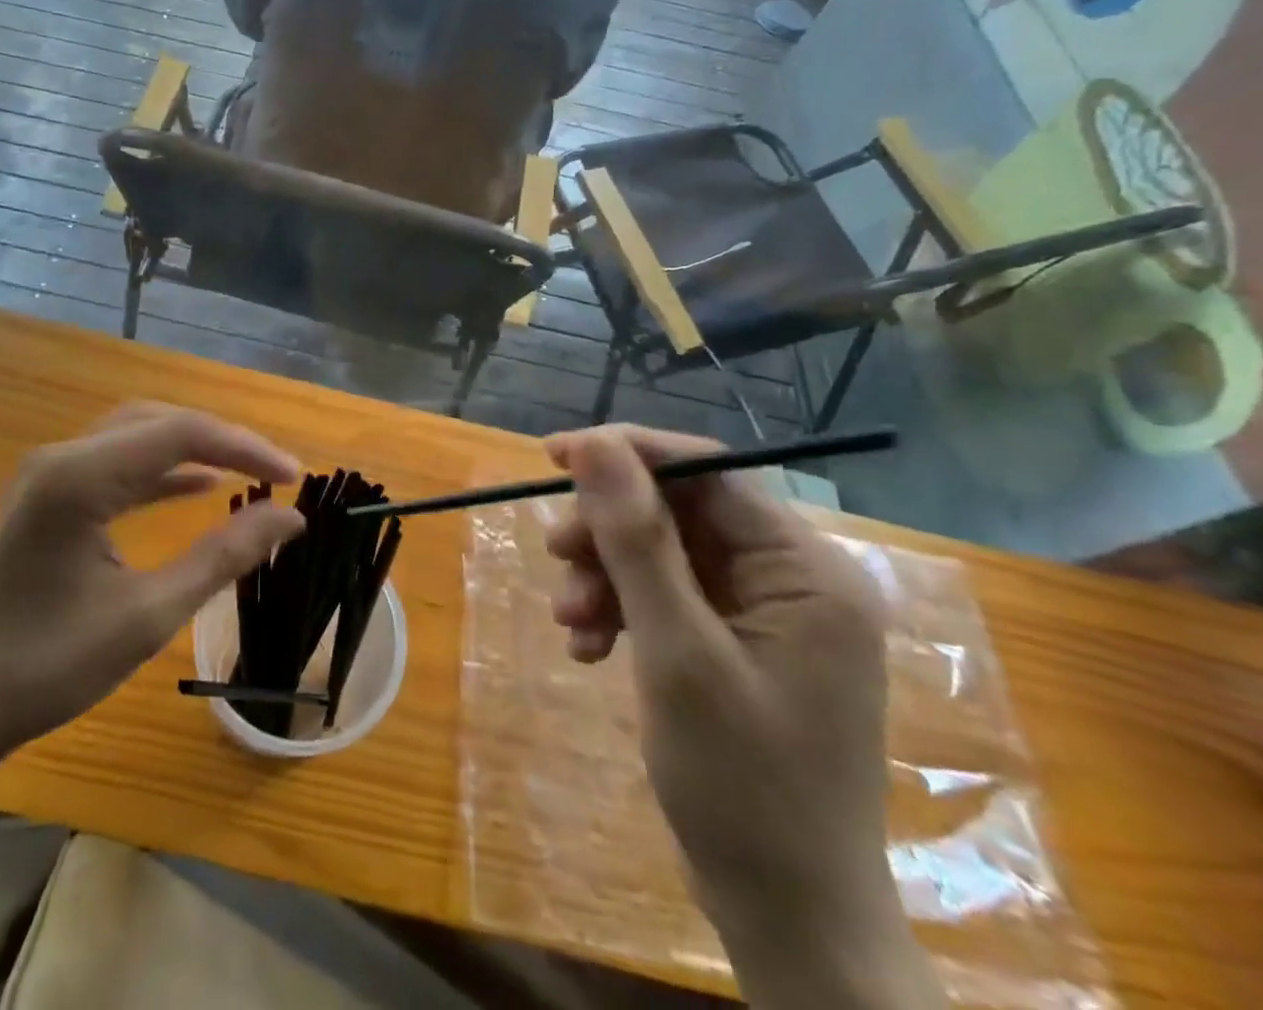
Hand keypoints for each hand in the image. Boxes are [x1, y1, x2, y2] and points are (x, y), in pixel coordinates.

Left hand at [0, 404, 303, 788]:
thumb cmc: (43, 667)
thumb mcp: (146, 615)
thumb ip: (221, 557)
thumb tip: (289, 517)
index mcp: (81, 475)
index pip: (182, 433)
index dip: (246, 448)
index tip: (296, 478)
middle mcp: (62, 457)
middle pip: (159, 422)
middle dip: (223, 441)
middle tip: (276, 473)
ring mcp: (49, 475)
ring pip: (137, 437)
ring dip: (193, 451)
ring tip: (248, 473)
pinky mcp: (46, 498)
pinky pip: (116, 465)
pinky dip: (161, 472)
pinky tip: (196, 488)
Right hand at [545, 425, 943, 1009]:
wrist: (789, 919)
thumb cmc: (742, 786)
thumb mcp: (675, 651)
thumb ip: (635, 540)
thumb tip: (594, 443)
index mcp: (807, 571)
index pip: (709, 471)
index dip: (628, 453)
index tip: (554, 454)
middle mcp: (795, 579)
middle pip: (681, 513)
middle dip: (610, 533)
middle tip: (556, 555)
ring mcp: (768, 615)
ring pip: (665, 554)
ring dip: (608, 576)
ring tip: (569, 621)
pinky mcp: (740, 644)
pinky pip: (668, 597)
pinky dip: (623, 611)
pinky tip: (590, 648)